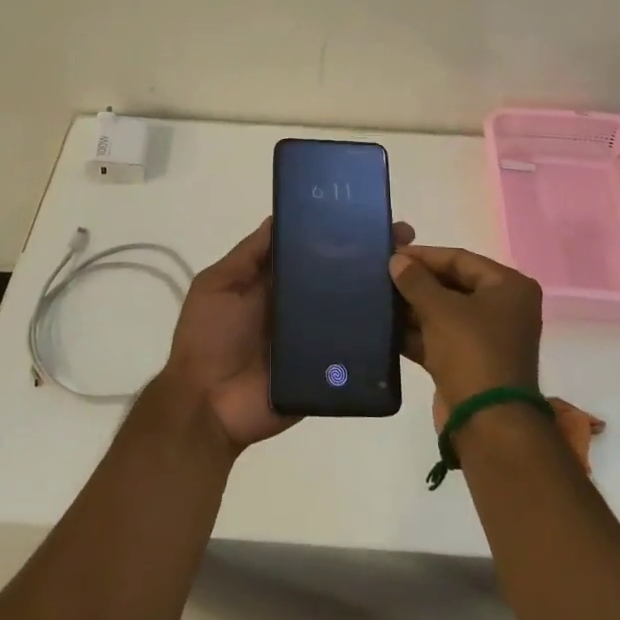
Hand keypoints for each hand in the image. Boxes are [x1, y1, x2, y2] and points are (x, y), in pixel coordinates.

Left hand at [162, 216, 415, 453]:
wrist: (207, 406)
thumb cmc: (209, 337)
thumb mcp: (219, 285)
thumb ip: (249, 255)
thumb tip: (280, 216)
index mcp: (277, 280)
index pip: (314, 248)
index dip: (338, 231)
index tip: (370, 213)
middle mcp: (301, 304)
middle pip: (340, 274)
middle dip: (371, 256)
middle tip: (405, 240)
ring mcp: (318, 337)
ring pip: (355, 308)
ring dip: (382, 292)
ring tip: (412, 273)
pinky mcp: (330, 369)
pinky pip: (359, 349)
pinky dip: (380, 336)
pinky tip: (407, 317)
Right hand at [389, 246, 542, 419]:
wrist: (489, 424)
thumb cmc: (472, 352)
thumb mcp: (440, 310)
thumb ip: (416, 281)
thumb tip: (396, 260)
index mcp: (508, 287)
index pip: (460, 259)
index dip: (424, 255)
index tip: (391, 254)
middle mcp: (503, 308)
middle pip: (452, 285)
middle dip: (417, 283)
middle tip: (381, 277)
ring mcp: (487, 338)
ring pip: (444, 314)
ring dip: (413, 309)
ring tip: (378, 300)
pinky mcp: (470, 363)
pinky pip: (440, 339)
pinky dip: (416, 334)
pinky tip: (386, 329)